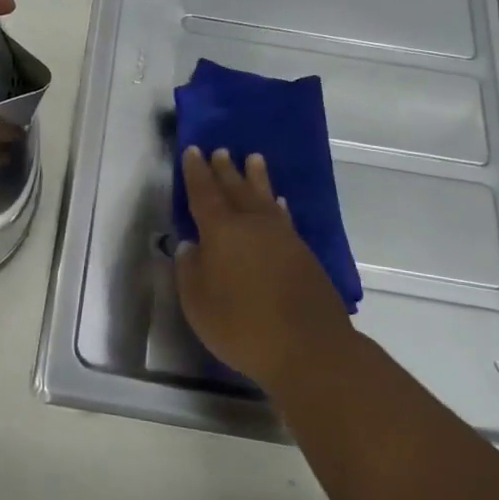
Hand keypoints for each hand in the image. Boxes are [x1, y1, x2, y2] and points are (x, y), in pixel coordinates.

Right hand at [176, 147, 352, 386]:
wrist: (308, 348)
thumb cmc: (242, 325)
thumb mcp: (197, 302)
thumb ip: (189, 269)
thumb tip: (190, 245)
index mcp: (221, 231)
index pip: (204, 193)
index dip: (196, 172)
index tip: (193, 151)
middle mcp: (252, 225)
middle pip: (236, 189)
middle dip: (225, 170)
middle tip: (220, 150)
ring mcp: (282, 237)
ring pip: (264, 197)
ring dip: (256, 178)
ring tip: (253, 159)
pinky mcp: (303, 254)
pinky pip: (284, 217)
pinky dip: (277, 205)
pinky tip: (278, 203)